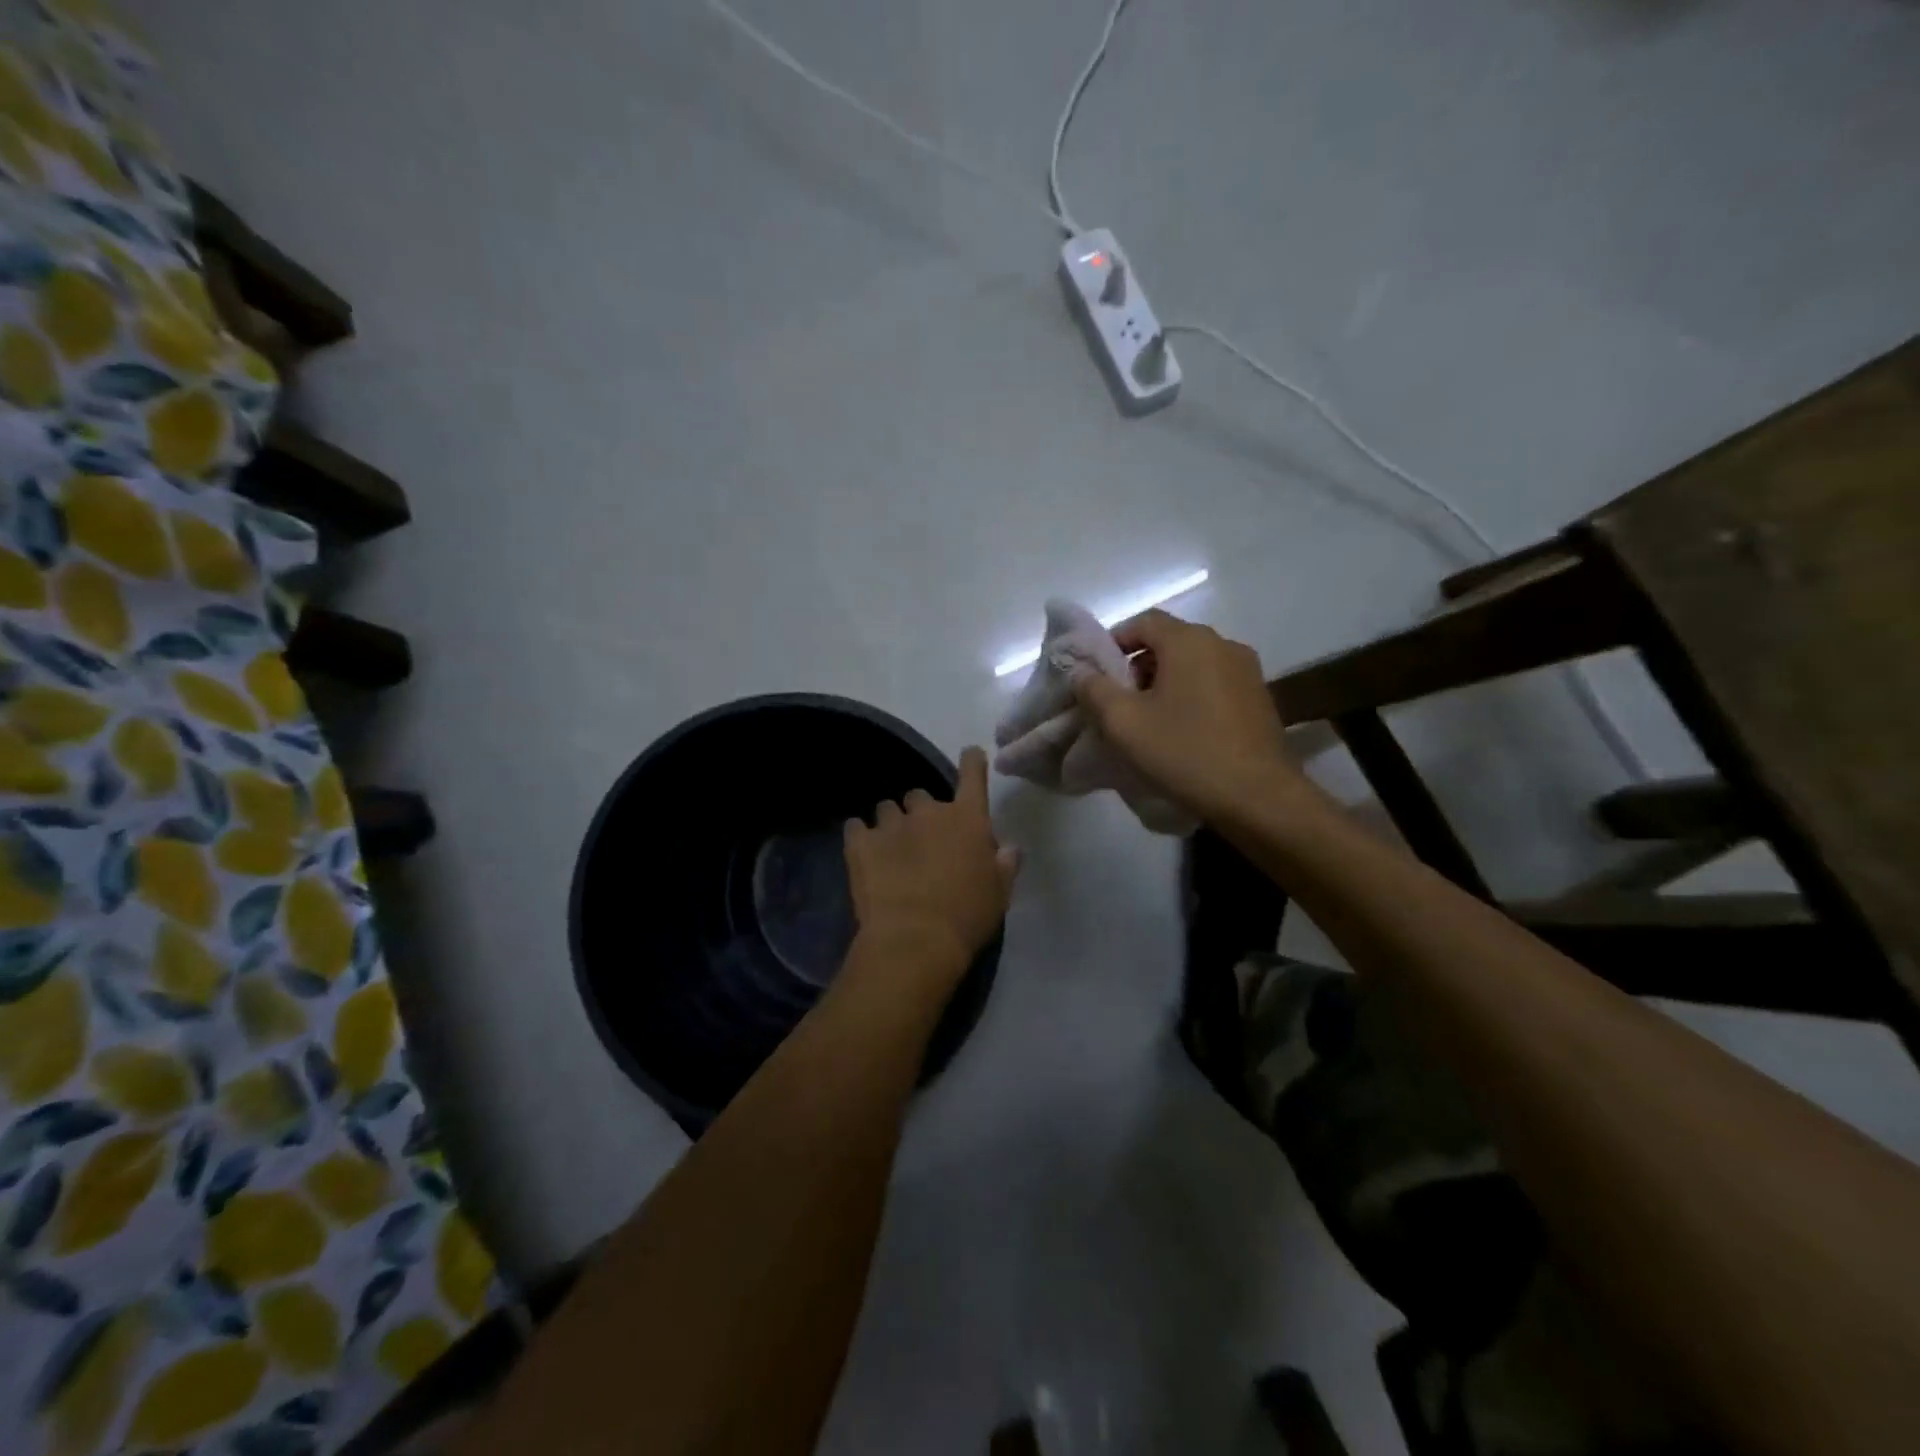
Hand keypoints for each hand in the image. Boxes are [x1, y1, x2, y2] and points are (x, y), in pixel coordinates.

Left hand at [844, 747, 1018, 984]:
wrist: (915, 940)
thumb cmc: (966, 917)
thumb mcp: (999, 894)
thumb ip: (1005, 865)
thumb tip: (1009, 848)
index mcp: (967, 818)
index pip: (972, 773)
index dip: (972, 761)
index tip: (971, 756)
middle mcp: (929, 811)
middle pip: (920, 795)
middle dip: (921, 813)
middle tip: (923, 842)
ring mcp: (891, 825)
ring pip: (887, 808)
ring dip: (891, 824)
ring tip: (890, 850)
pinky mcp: (860, 843)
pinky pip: (855, 827)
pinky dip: (860, 837)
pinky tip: (863, 854)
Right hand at [1069, 610, 1297, 821]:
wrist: (1259, 798)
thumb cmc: (1185, 752)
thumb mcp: (1124, 723)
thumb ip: (1094, 690)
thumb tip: (1081, 671)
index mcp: (1190, 641)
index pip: (1143, 621)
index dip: (1114, 642)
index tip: (1096, 675)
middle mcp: (1223, 645)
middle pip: (1169, 642)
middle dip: (1137, 667)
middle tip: (1118, 703)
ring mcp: (1247, 672)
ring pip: (1193, 665)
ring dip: (1165, 684)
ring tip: (1148, 722)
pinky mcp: (1260, 699)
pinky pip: (1214, 685)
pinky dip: (1191, 697)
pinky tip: (1182, 733)